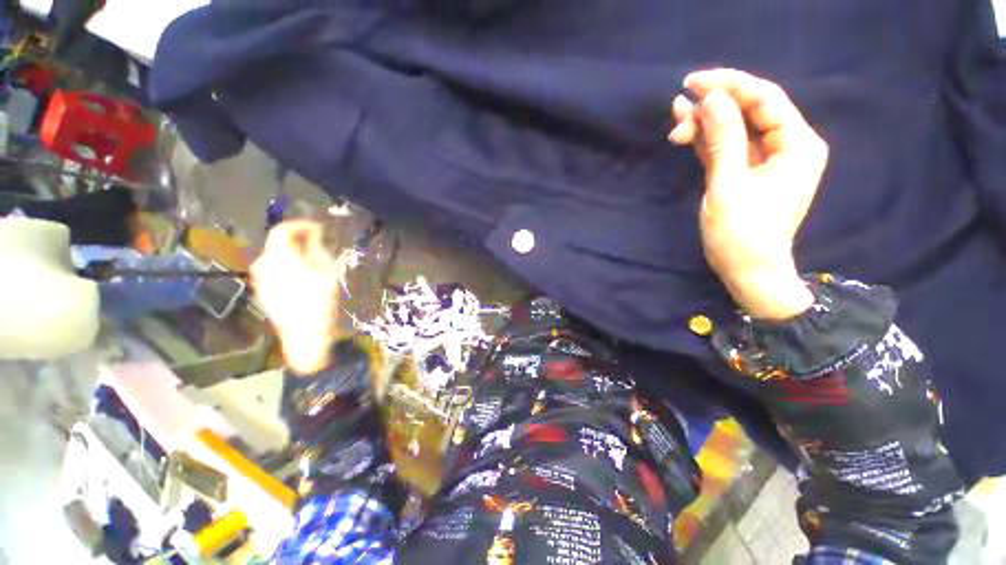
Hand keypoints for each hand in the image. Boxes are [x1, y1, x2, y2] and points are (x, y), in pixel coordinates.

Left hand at [251, 221, 341, 374]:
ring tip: (312, 259)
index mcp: (280, 258)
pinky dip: (285, 266)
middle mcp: (263, 265)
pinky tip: (301, 275)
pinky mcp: (262, 291)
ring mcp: (260, 279)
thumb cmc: (320, 302)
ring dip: (291, 253)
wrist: (305, 335)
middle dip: (296, 240)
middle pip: (276, 243)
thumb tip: (314, 237)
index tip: (317, 228)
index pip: (282, 230)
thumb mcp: (327, 273)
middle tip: (317, 243)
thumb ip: (318, 250)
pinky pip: (272, 270)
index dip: (300, 225)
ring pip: (273, 257)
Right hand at [669, 69, 827, 319]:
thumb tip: (711, 100)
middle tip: (681, 103)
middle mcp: (786, 145)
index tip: (695, 81)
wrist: (747, 269)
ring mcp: (765, 158)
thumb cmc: (742, 234)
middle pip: (750, 109)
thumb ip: (722, 141)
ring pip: (735, 127)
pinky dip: (707, 138)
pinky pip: (727, 145)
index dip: (731, 85)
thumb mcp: (729, 186)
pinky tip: (686, 129)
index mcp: (797, 145)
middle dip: (715, 104)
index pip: (765, 99)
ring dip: (706, 121)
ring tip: (677, 118)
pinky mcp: (745, 171)